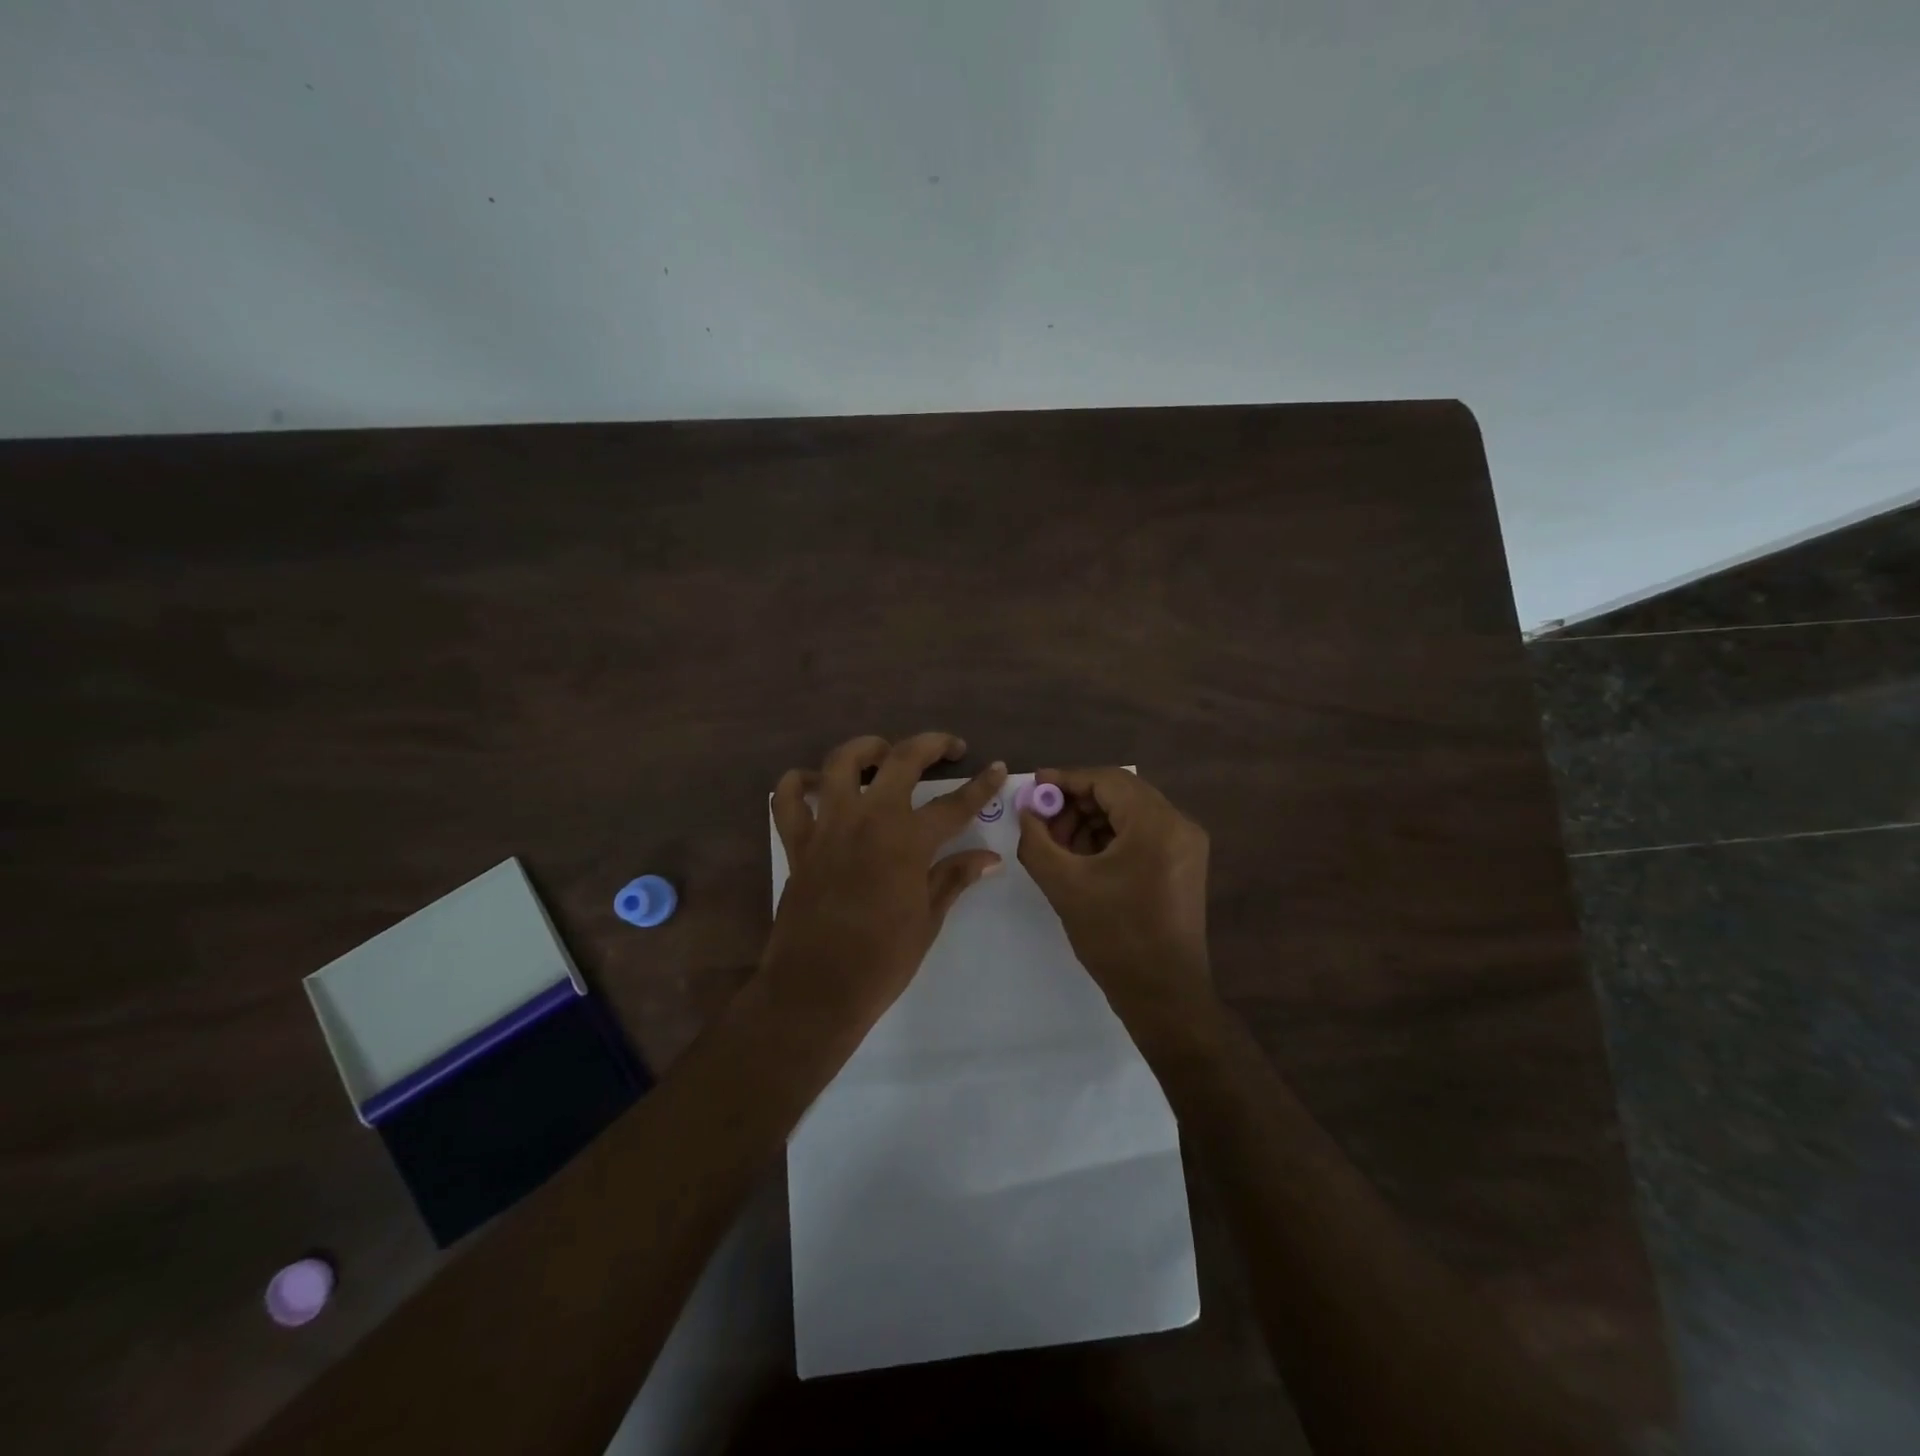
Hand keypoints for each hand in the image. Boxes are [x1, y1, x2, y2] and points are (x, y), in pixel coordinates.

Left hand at [765, 733, 1005, 1033]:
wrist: (816, 990)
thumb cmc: (882, 960)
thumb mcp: (928, 919)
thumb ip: (954, 877)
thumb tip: (989, 857)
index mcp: (907, 841)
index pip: (954, 803)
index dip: (981, 785)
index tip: (996, 768)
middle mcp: (867, 820)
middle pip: (900, 760)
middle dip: (930, 744)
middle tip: (949, 748)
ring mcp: (827, 826)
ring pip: (840, 762)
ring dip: (865, 749)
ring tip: (882, 754)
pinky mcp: (797, 842)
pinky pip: (788, 798)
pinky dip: (799, 783)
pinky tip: (818, 785)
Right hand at [1017, 767, 1214, 1038]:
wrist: (1163, 995)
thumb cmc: (1114, 937)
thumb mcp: (1064, 884)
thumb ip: (1037, 840)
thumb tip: (1026, 811)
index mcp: (1156, 824)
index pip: (1107, 781)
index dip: (1066, 780)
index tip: (1034, 787)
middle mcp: (1179, 825)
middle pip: (1121, 793)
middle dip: (1077, 803)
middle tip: (1043, 821)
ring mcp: (1186, 845)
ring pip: (1131, 813)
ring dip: (1092, 821)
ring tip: (1059, 845)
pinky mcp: (1184, 865)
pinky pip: (1142, 834)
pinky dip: (1111, 838)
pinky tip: (1084, 858)